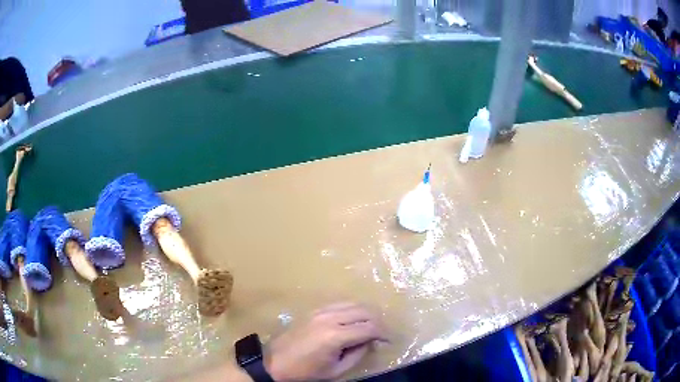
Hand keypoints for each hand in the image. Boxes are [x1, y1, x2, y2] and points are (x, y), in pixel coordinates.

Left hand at [265, 302, 386, 380]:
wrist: (275, 363)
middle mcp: (329, 317)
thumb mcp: (336, 370)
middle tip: (382, 334)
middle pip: (364, 311)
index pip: (369, 328)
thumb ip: (357, 354)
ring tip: (370, 327)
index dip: (384, 333)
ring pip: (353, 303)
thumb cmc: (306, 372)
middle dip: (378, 321)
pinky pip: (339, 304)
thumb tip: (370, 341)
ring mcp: (320, 311)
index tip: (389, 340)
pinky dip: (352, 310)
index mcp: (335, 335)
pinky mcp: (313, 310)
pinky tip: (353, 321)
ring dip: (366, 313)